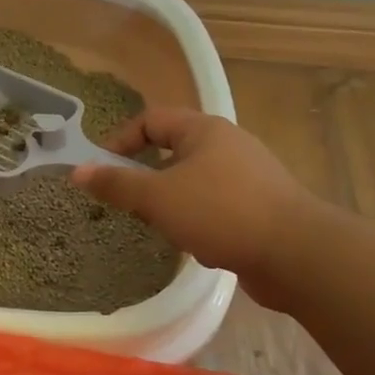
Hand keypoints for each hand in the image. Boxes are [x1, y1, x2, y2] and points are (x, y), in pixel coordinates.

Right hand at [70, 108, 324, 294]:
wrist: (298, 255)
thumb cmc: (221, 212)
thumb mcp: (157, 198)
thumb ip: (116, 184)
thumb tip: (77, 170)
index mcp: (203, 130)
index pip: (150, 120)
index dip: (119, 140)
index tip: (100, 170)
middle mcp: (228, 145)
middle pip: (171, 152)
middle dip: (147, 179)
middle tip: (130, 204)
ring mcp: (248, 176)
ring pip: (192, 183)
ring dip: (172, 204)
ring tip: (164, 228)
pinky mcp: (260, 207)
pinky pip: (215, 207)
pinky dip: (199, 222)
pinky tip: (200, 245)